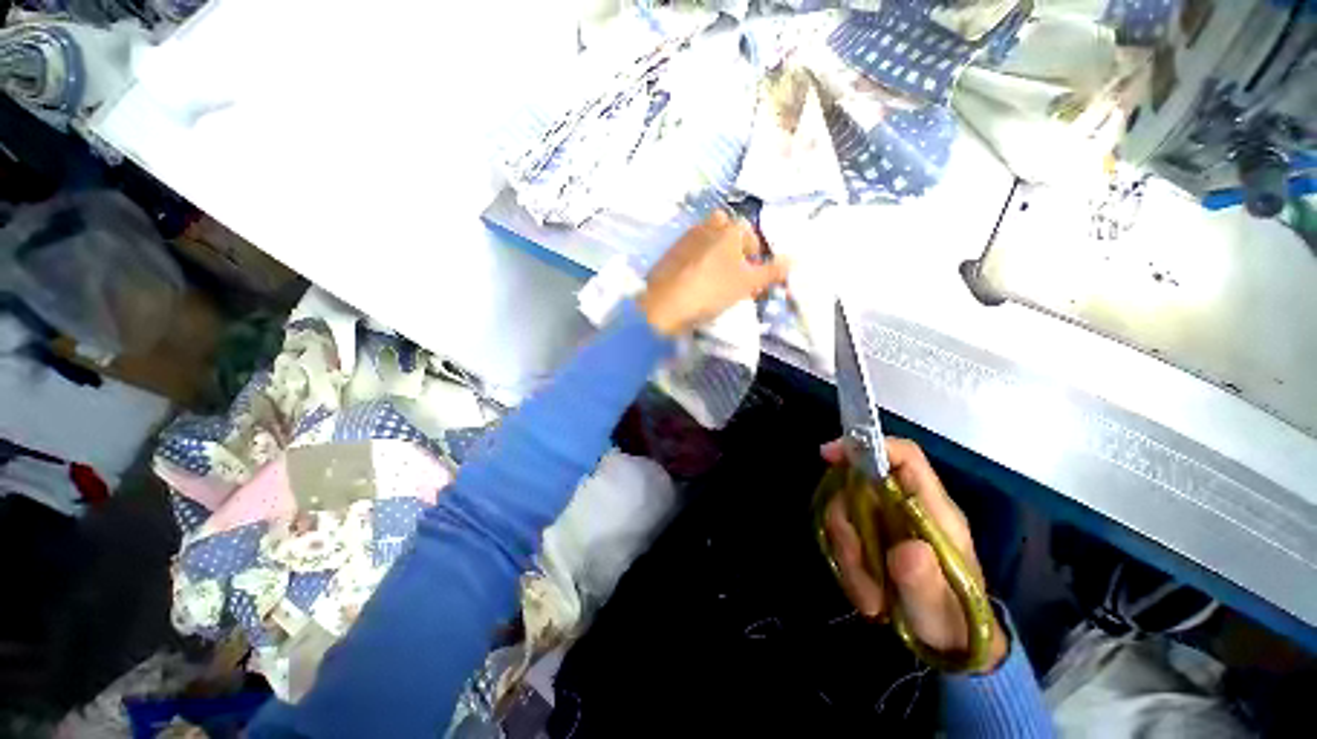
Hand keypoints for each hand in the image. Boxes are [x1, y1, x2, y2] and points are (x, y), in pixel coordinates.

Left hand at [637, 210, 789, 335]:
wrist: (667, 304)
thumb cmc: (713, 290)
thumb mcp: (748, 283)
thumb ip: (772, 271)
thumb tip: (795, 259)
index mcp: (729, 229)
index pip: (748, 232)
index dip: (754, 251)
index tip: (754, 271)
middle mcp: (706, 226)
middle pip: (725, 229)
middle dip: (733, 246)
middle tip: (734, 270)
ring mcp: (685, 238)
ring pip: (706, 239)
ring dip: (714, 252)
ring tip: (716, 279)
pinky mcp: (669, 253)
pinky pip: (689, 251)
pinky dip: (696, 261)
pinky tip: (695, 281)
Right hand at [821, 438, 1008, 671]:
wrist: (950, 641)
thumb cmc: (954, 622)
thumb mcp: (940, 612)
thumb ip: (925, 582)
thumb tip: (906, 550)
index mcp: (934, 510)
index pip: (905, 457)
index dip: (869, 447)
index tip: (830, 455)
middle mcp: (907, 505)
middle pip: (859, 483)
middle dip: (847, 522)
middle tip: (855, 565)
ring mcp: (886, 519)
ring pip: (845, 509)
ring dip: (846, 553)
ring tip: (869, 597)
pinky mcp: (871, 534)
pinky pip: (843, 532)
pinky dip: (845, 561)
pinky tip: (863, 591)